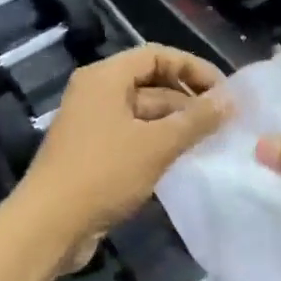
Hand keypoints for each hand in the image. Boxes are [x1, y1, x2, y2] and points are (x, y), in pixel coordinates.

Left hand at [18, 45, 227, 261]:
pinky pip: (132, 137)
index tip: (224, 92)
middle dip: (187, 100)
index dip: (193, 68)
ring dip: (176, 124)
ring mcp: (92, 125)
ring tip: (211, 141)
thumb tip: (230, 99)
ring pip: (143, 114)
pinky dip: (158, 143)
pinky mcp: (92, 154)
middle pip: (150, 84)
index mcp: (104, 78)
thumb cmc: (103, 174)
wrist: (50, 224)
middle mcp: (95, 94)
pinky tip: (183, 160)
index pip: (156, 56)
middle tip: (224, 121)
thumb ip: (196, 119)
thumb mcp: (157, 144)